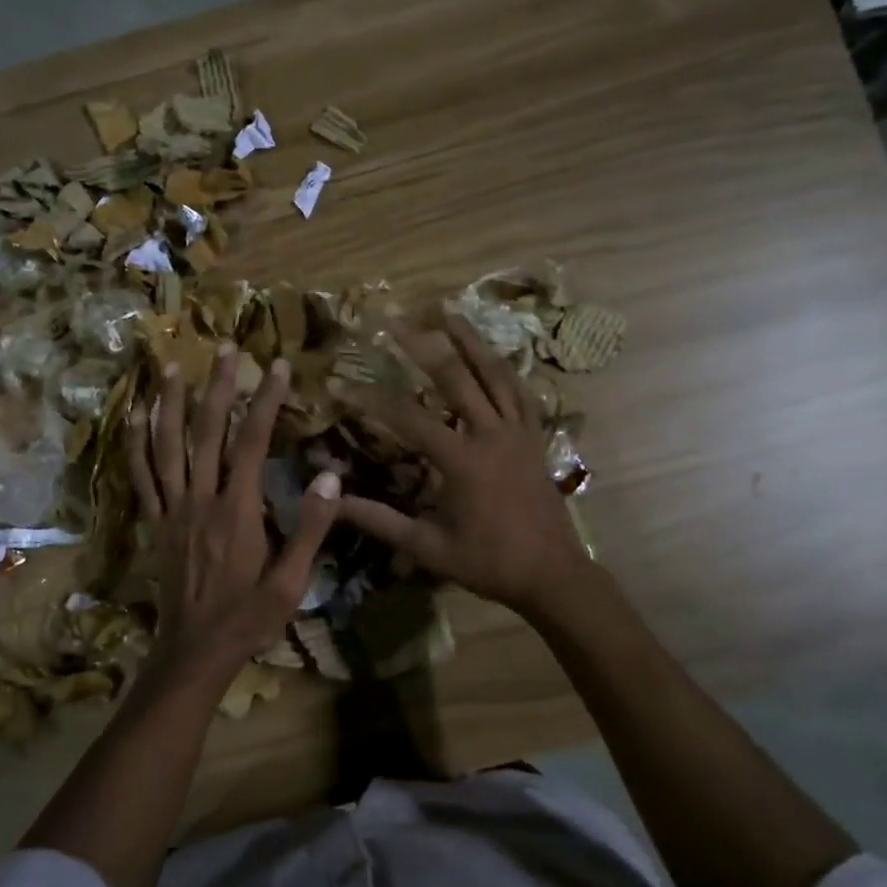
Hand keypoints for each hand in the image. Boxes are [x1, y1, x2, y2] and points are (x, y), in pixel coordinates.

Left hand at [128, 344, 340, 684]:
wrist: (194, 652)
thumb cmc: (248, 619)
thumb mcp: (291, 582)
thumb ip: (311, 528)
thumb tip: (331, 475)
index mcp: (237, 510)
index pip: (252, 442)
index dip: (265, 400)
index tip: (277, 365)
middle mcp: (201, 500)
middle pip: (207, 431)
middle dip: (218, 385)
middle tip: (226, 346)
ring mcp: (172, 509)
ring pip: (166, 446)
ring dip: (169, 403)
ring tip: (172, 365)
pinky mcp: (155, 523)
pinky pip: (141, 476)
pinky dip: (136, 443)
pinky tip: (135, 416)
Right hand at [337, 316, 590, 616]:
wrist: (552, 574)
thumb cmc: (488, 563)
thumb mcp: (428, 547)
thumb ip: (380, 521)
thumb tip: (334, 503)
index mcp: (462, 461)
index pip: (407, 418)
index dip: (370, 398)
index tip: (339, 382)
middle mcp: (491, 435)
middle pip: (454, 377)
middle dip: (422, 345)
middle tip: (396, 318)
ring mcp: (518, 432)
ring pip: (494, 374)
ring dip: (470, 341)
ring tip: (448, 312)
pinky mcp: (536, 438)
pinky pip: (520, 393)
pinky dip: (504, 370)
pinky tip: (492, 356)